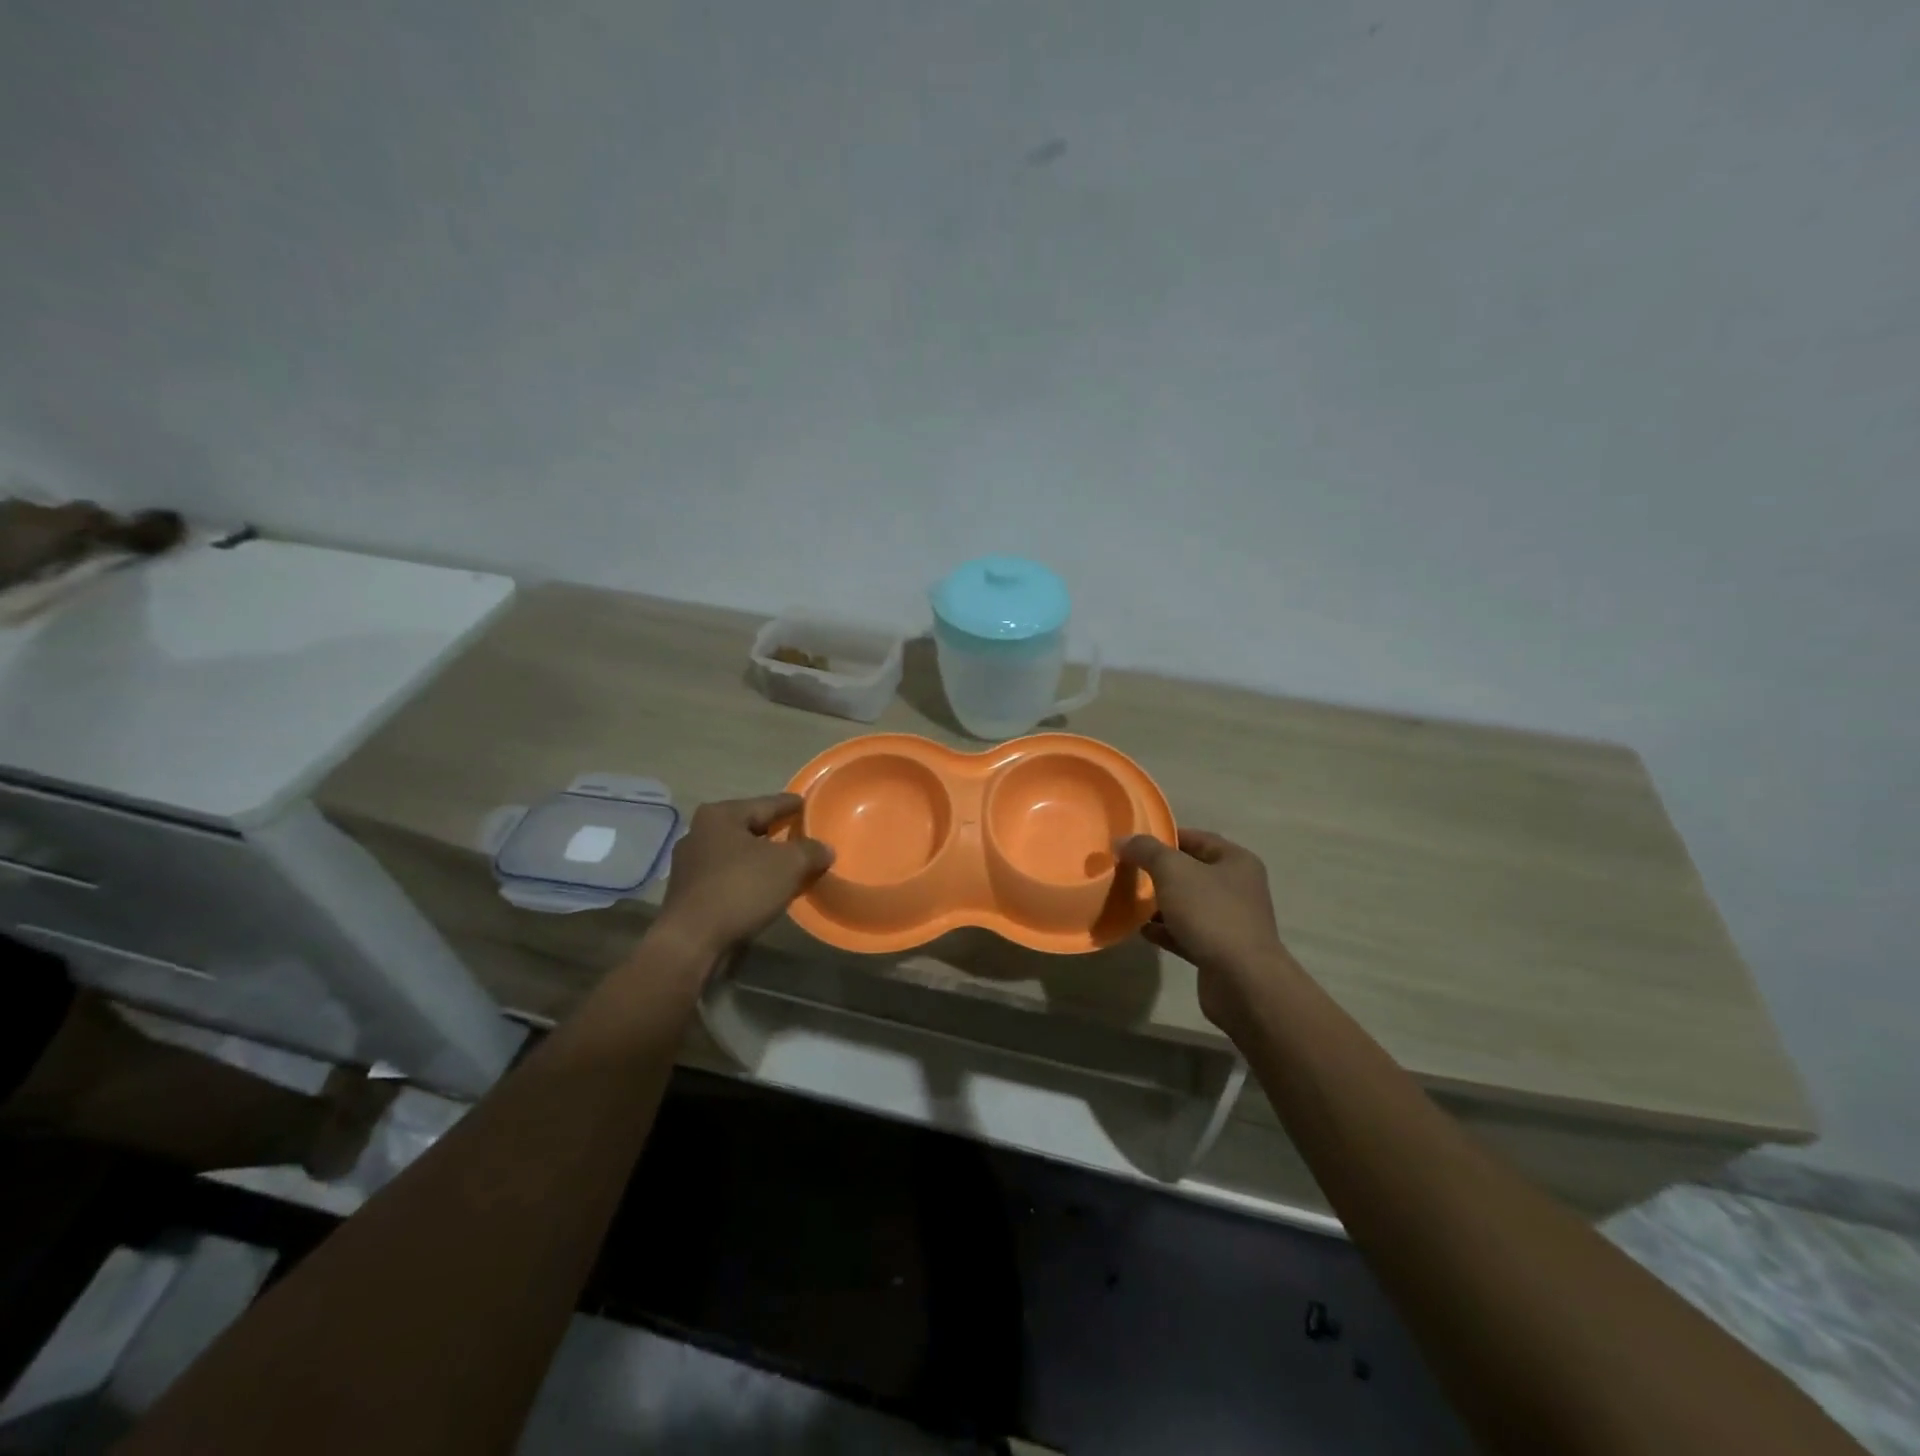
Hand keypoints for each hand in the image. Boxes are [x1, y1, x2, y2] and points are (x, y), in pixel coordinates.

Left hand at [657, 794, 833, 959]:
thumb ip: (811, 851)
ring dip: (762, 859)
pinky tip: (766, 889)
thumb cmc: (740, 889)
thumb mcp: (789, 864)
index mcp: (720, 815)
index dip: (791, 804)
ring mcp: (690, 865)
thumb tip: (825, 849)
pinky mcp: (690, 893)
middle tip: (803, 835)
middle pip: (750, 828)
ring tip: (789, 865)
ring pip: (738, 854)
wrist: (692, 942)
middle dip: (776, 832)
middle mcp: (700, 833)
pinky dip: (749, 879)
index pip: (766, 803)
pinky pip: (729, 877)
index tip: (809, 804)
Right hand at [1117, 829, 1295, 1030]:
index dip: (1165, 837)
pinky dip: (1165, 930)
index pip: (1197, 839)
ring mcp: (1230, 922)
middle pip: (1192, 872)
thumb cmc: (1211, 914)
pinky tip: (1142, 930)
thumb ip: (1146, 851)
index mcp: (1236, 862)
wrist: (1241, 981)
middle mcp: (1238, 888)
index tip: (1134, 843)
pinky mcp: (1219, 951)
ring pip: (1188, 904)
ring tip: (1129, 900)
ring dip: (1160, 903)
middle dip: (1159, 872)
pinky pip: (1186, 933)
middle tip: (1127, 871)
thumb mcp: (1173, 871)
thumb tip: (1124, 841)